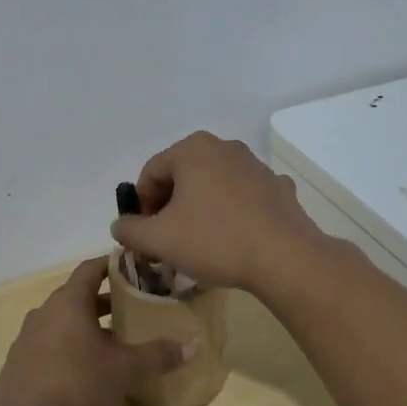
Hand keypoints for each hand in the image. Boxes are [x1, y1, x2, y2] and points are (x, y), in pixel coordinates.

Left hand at [0, 258, 192, 405]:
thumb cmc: (77, 384)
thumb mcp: (125, 370)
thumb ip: (158, 355)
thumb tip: (193, 345)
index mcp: (68, 301)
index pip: (90, 269)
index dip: (111, 265)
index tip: (132, 267)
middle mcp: (44, 312)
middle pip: (77, 296)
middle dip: (104, 300)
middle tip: (132, 307)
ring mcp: (28, 338)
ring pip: (62, 322)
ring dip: (86, 326)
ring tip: (114, 341)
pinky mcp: (19, 364)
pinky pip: (49, 344)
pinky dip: (69, 347)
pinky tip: (86, 370)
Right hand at [109, 132, 324, 292]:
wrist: (285, 258)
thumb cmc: (214, 240)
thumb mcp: (158, 239)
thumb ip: (130, 230)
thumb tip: (120, 225)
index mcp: (192, 150)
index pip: (151, 172)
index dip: (142, 204)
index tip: (145, 233)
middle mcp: (224, 147)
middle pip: (183, 175)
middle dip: (171, 205)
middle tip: (168, 238)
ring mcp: (256, 165)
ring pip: (214, 185)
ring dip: (201, 207)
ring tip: (201, 242)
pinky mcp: (278, 188)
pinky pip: (244, 197)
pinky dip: (233, 212)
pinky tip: (235, 238)